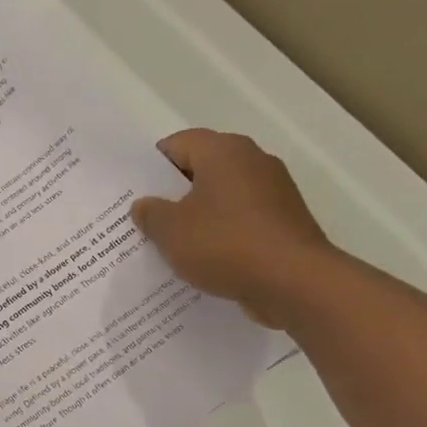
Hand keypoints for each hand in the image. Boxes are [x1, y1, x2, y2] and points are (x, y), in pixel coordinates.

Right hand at [130, 129, 333, 327]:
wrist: (295, 283)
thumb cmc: (225, 245)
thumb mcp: (171, 231)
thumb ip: (151, 214)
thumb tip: (145, 205)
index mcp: (224, 152)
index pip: (177, 144)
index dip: (150, 166)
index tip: (132, 192)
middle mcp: (252, 162)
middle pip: (201, 169)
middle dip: (171, 193)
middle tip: (143, 218)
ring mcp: (273, 192)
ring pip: (220, 197)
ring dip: (196, 216)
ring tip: (167, 242)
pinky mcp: (283, 222)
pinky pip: (239, 221)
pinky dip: (219, 234)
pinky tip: (200, 259)